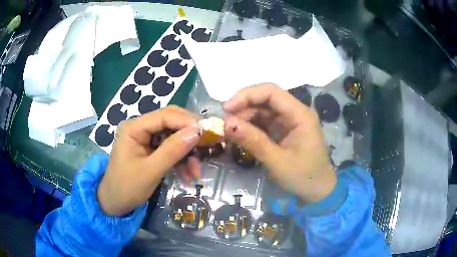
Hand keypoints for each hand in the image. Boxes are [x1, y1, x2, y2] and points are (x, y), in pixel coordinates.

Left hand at [97, 106, 200, 215]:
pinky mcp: (149, 149)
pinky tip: (188, 174)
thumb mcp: (151, 170)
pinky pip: (169, 148)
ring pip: (173, 137)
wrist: (115, 203)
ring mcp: (145, 138)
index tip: (208, 133)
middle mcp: (140, 128)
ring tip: (196, 171)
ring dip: (186, 153)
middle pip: (170, 122)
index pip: (165, 116)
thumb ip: (173, 150)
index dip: (187, 122)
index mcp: (134, 128)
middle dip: (188, 136)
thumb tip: (197, 132)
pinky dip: (180, 160)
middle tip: (207, 147)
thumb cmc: (128, 188)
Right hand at [223, 84, 335, 202]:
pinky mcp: (283, 130)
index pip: (271, 92)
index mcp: (300, 114)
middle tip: (225, 124)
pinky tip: (239, 134)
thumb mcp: (277, 161)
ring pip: (262, 110)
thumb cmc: (303, 177)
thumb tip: (227, 123)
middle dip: (243, 108)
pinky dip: (250, 126)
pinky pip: (263, 122)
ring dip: (244, 117)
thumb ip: (253, 141)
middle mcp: (295, 112)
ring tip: (229, 131)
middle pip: (265, 99)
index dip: (247, 95)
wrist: (318, 190)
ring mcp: (289, 121)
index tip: (226, 109)